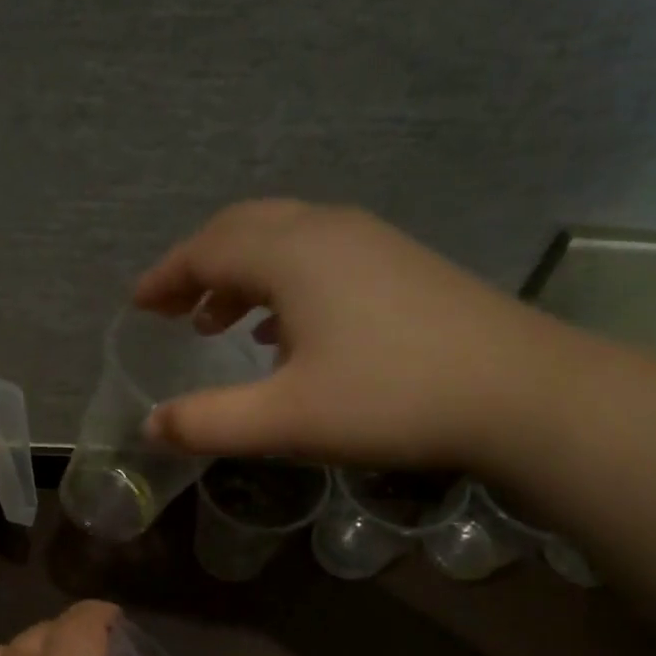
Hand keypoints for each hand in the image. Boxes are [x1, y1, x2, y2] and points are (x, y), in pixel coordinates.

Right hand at [133, 199, 582, 472]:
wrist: (518, 392)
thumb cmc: (390, 399)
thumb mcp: (286, 420)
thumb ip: (209, 422)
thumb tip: (150, 426)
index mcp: (292, 254)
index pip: (207, 250)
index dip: (165, 278)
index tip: (136, 306)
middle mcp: (326, 230)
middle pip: (242, 230)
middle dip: (197, 266)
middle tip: (170, 309)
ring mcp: (370, 241)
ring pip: (283, 239)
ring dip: (240, 274)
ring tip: (218, 323)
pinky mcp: (400, 262)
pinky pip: (318, 255)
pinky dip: (281, 281)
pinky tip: (285, 329)